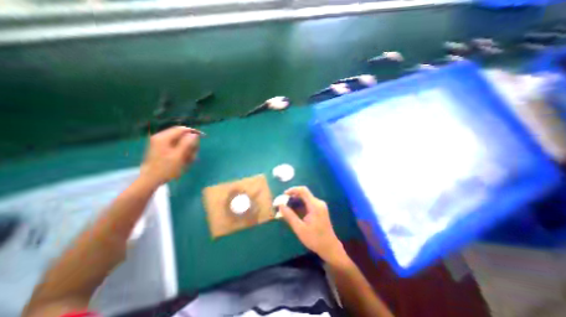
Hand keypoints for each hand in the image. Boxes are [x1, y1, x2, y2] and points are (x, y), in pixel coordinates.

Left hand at [138, 126, 199, 185]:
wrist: (150, 180)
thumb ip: (186, 143)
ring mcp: (161, 144)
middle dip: (190, 144)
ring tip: (189, 160)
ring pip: (180, 142)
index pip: (182, 129)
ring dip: (187, 150)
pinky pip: (176, 147)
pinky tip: (184, 161)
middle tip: (194, 154)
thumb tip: (194, 134)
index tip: (203, 137)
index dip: (193, 132)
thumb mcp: (178, 156)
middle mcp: (161, 138)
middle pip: (181, 136)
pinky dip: (182, 153)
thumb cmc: (165, 169)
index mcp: (163, 138)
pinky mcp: (162, 149)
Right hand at [280, 185, 346, 263]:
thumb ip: (289, 216)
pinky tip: (295, 212)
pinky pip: (308, 203)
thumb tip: (280, 205)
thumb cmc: (315, 239)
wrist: (329, 247)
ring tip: (287, 209)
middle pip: (304, 194)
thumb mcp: (299, 228)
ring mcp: (320, 205)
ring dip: (296, 201)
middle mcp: (318, 202)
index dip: (293, 190)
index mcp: (315, 206)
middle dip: (292, 197)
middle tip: (283, 204)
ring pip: (305, 198)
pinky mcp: (319, 209)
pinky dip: (300, 205)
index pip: (303, 190)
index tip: (284, 195)